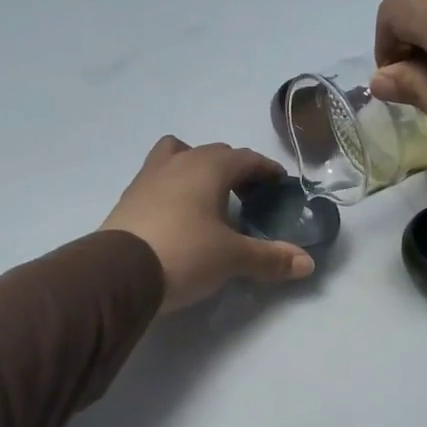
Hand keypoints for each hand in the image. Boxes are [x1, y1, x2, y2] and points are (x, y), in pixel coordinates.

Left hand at [102, 137, 315, 311]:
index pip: (245, 158)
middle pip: (212, 153)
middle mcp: (178, 163)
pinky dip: (174, 188)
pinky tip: (178, 215)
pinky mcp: (129, 198)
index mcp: (208, 167)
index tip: (279, 183)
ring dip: (197, 169)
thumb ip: (270, 258)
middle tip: (248, 195)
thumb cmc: (185, 253)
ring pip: (177, 156)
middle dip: (234, 169)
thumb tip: (308, 263)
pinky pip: (158, 179)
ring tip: (208, 197)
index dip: (265, 169)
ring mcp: (148, 177)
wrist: (119, 272)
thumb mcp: (232, 258)